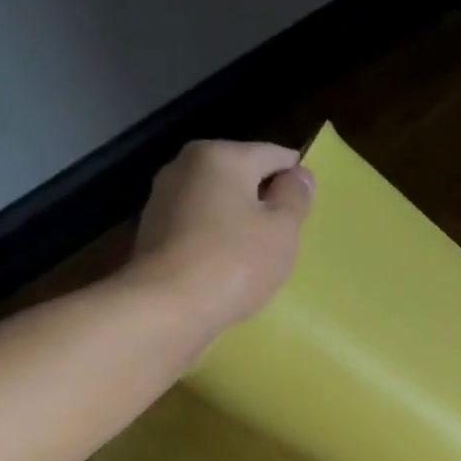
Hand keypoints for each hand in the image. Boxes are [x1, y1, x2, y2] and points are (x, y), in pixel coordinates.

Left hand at [127, 140, 314, 327]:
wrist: (168, 306)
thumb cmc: (235, 262)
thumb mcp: (282, 230)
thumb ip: (295, 197)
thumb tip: (300, 175)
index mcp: (221, 155)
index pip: (272, 154)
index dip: (295, 176)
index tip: (307, 205)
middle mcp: (186, 165)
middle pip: (240, 174)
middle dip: (264, 198)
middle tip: (285, 235)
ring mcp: (163, 198)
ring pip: (217, 201)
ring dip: (238, 220)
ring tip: (257, 253)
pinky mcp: (153, 231)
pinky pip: (198, 225)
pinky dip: (216, 238)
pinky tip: (227, 265)